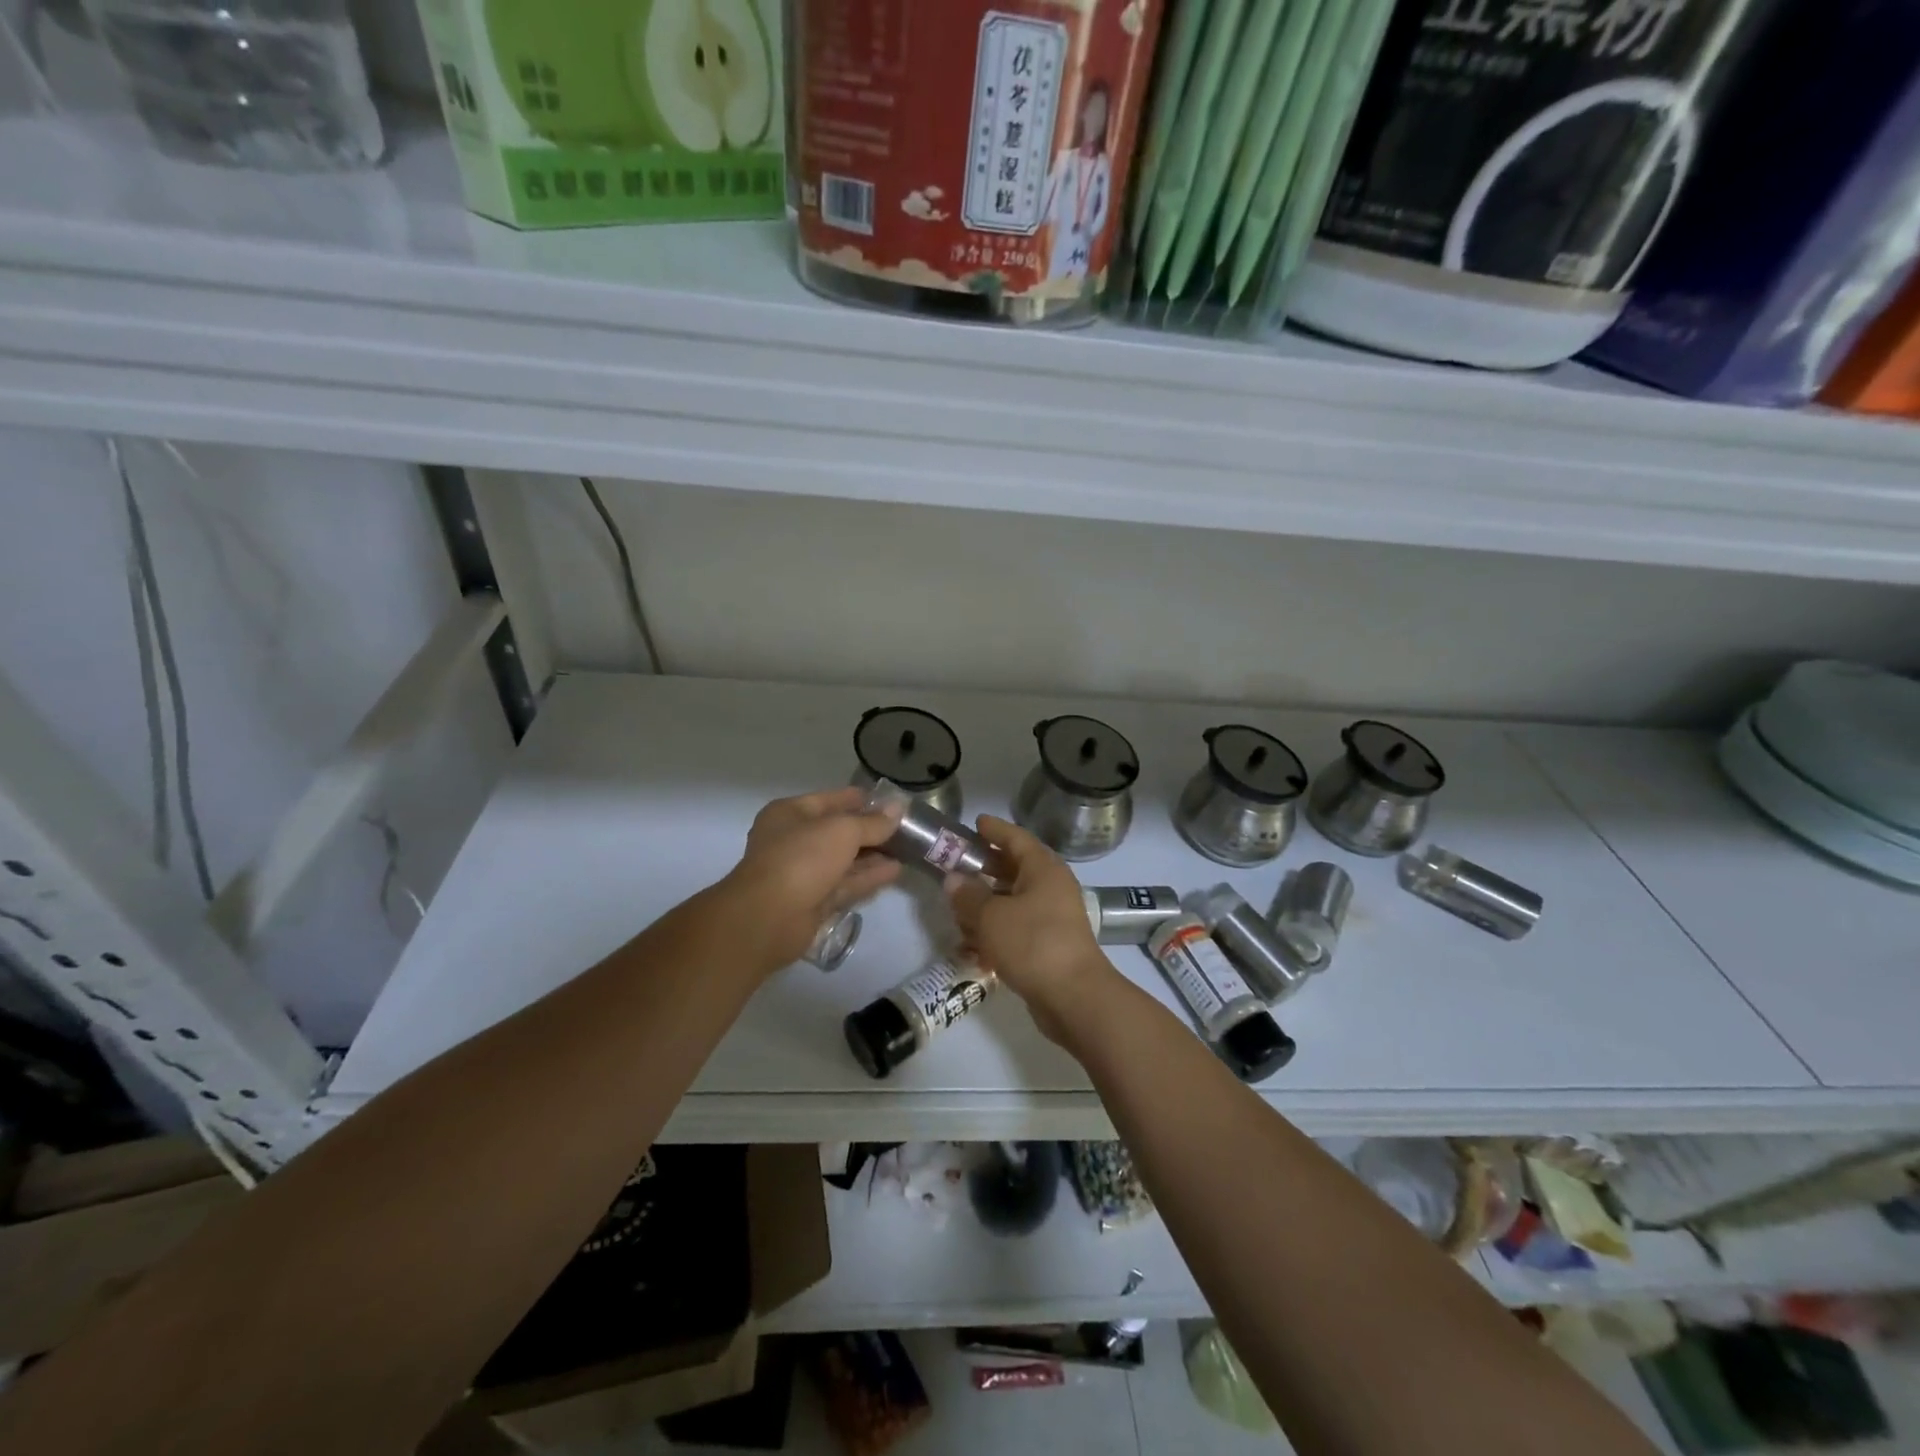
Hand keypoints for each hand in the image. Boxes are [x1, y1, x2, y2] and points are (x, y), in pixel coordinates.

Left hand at [722, 787, 902, 973]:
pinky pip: (845, 884)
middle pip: (837, 832)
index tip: (890, 802)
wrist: (768, 917)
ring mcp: (803, 873)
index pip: (830, 800)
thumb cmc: (801, 858)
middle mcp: (793, 841)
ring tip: (907, 849)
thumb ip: (872, 822)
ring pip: (843, 860)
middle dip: (869, 830)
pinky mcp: (813, 902)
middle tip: (905, 828)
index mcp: (789, 814)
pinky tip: (895, 871)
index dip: (859, 800)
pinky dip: (868, 877)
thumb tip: (898, 809)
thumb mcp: (842, 831)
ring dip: (873, 855)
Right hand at [945, 815, 1120, 1045]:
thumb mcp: (991, 917)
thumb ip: (968, 895)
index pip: (1016, 838)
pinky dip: (996, 931)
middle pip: (1015, 868)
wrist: (1074, 997)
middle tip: (958, 864)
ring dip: (987, 903)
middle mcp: (1051, 887)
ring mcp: (1053, 917)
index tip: (975, 822)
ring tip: (958, 908)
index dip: (995, 829)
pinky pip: (1017, 928)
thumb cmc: (1033, 944)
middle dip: (986, 867)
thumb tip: (953, 878)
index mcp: (1043, 869)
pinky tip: (972, 945)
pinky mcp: (1049, 945)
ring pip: (1014, 900)